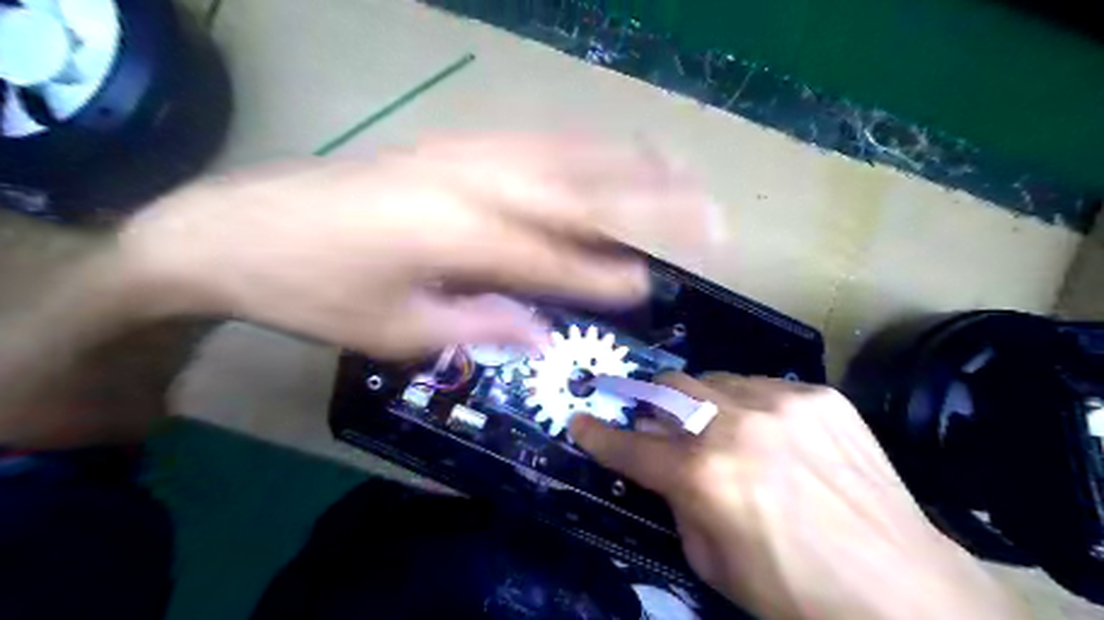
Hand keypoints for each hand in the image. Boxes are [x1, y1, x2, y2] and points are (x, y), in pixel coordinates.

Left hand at [113, 134, 716, 358]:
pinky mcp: (446, 144)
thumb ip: (478, 328)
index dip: (607, 276)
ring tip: (678, 166)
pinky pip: (529, 140)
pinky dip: (577, 146)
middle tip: (707, 212)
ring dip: (626, 163)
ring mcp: (460, 155)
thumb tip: (541, 332)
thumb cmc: (313, 294)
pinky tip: (603, 148)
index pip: (557, 260)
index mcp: (459, 239)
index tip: (654, 286)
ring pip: (564, 156)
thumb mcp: (395, 332)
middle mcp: (472, 185)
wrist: (235, 230)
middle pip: (580, 193)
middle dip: (651, 203)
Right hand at [565, 373, 1031, 618]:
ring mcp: (783, 401)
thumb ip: (679, 503)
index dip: (599, 435)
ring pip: (713, 380)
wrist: (906, 593)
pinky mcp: (819, 395)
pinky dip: (750, 408)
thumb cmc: (797, 595)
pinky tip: (773, 437)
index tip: (581, 422)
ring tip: (722, 434)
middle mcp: (738, 424)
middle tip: (660, 429)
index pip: (632, 445)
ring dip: (703, 406)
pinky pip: (761, 387)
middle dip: (653, 408)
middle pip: (669, 389)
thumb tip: (665, 468)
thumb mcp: (712, 564)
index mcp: (706, 475)